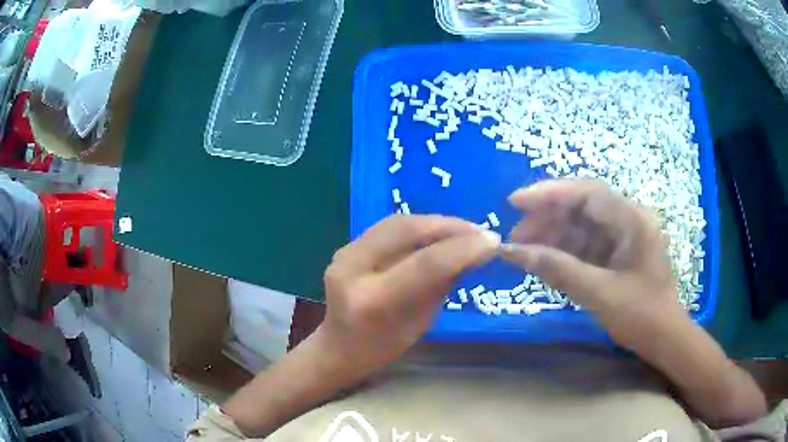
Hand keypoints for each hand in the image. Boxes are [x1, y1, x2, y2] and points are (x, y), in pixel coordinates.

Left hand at [320, 214, 499, 373]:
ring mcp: (344, 253)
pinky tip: (438, 232)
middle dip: (449, 226)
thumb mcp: (420, 323)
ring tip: (464, 229)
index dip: (462, 249)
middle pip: (406, 230)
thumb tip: (472, 251)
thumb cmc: (382, 348)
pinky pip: (388, 227)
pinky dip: (418, 226)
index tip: (492, 242)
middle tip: (479, 231)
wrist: (338, 347)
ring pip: (397, 222)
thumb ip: (442, 284)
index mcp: (372, 300)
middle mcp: (352, 269)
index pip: (423, 264)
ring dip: (435, 222)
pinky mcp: (346, 246)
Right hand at [500, 179, 682, 350]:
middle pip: (581, 207)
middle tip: (516, 237)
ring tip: (525, 252)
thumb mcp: (599, 293)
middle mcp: (628, 220)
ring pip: (581, 226)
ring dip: (553, 236)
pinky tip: (545, 262)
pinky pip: (586, 244)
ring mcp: (623, 236)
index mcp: (632, 220)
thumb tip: (513, 252)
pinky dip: (565, 252)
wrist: (664, 338)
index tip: (515, 202)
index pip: (587, 193)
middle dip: (548, 218)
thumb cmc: (641, 315)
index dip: (549, 193)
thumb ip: (558, 270)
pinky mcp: (617, 253)